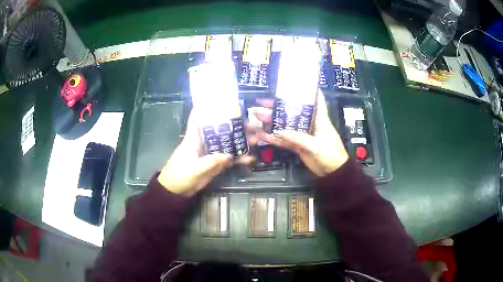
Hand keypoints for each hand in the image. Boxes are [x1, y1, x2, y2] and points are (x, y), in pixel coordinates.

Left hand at [158, 112, 253, 195]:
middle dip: (236, 126)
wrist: (176, 192)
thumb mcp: (193, 169)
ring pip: (228, 144)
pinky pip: (229, 159)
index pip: (199, 118)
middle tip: (253, 124)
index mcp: (194, 138)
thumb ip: (210, 162)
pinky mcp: (215, 164)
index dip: (208, 107)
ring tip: (257, 139)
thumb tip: (229, 155)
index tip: (222, 99)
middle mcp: (204, 142)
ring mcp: (211, 153)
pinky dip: (239, 159)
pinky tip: (250, 158)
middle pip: (221, 130)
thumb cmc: (179, 175)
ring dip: (241, 142)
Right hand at [250, 91, 348, 176]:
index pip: (315, 99)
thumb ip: (298, 138)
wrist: (332, 172)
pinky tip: (261, 136)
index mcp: (318, 118)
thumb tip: (280, 132)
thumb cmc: (330, 153)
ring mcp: (302, 134)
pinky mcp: (297, 145)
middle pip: (292, 111)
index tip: (295, 82)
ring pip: (284, 126)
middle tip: (261, 103)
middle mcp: (309, 123)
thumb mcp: (316, 145)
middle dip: (277, 107)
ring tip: (256, 118)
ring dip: (271, 122)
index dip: (307, 90)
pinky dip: (273, 139)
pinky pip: (283, 140)